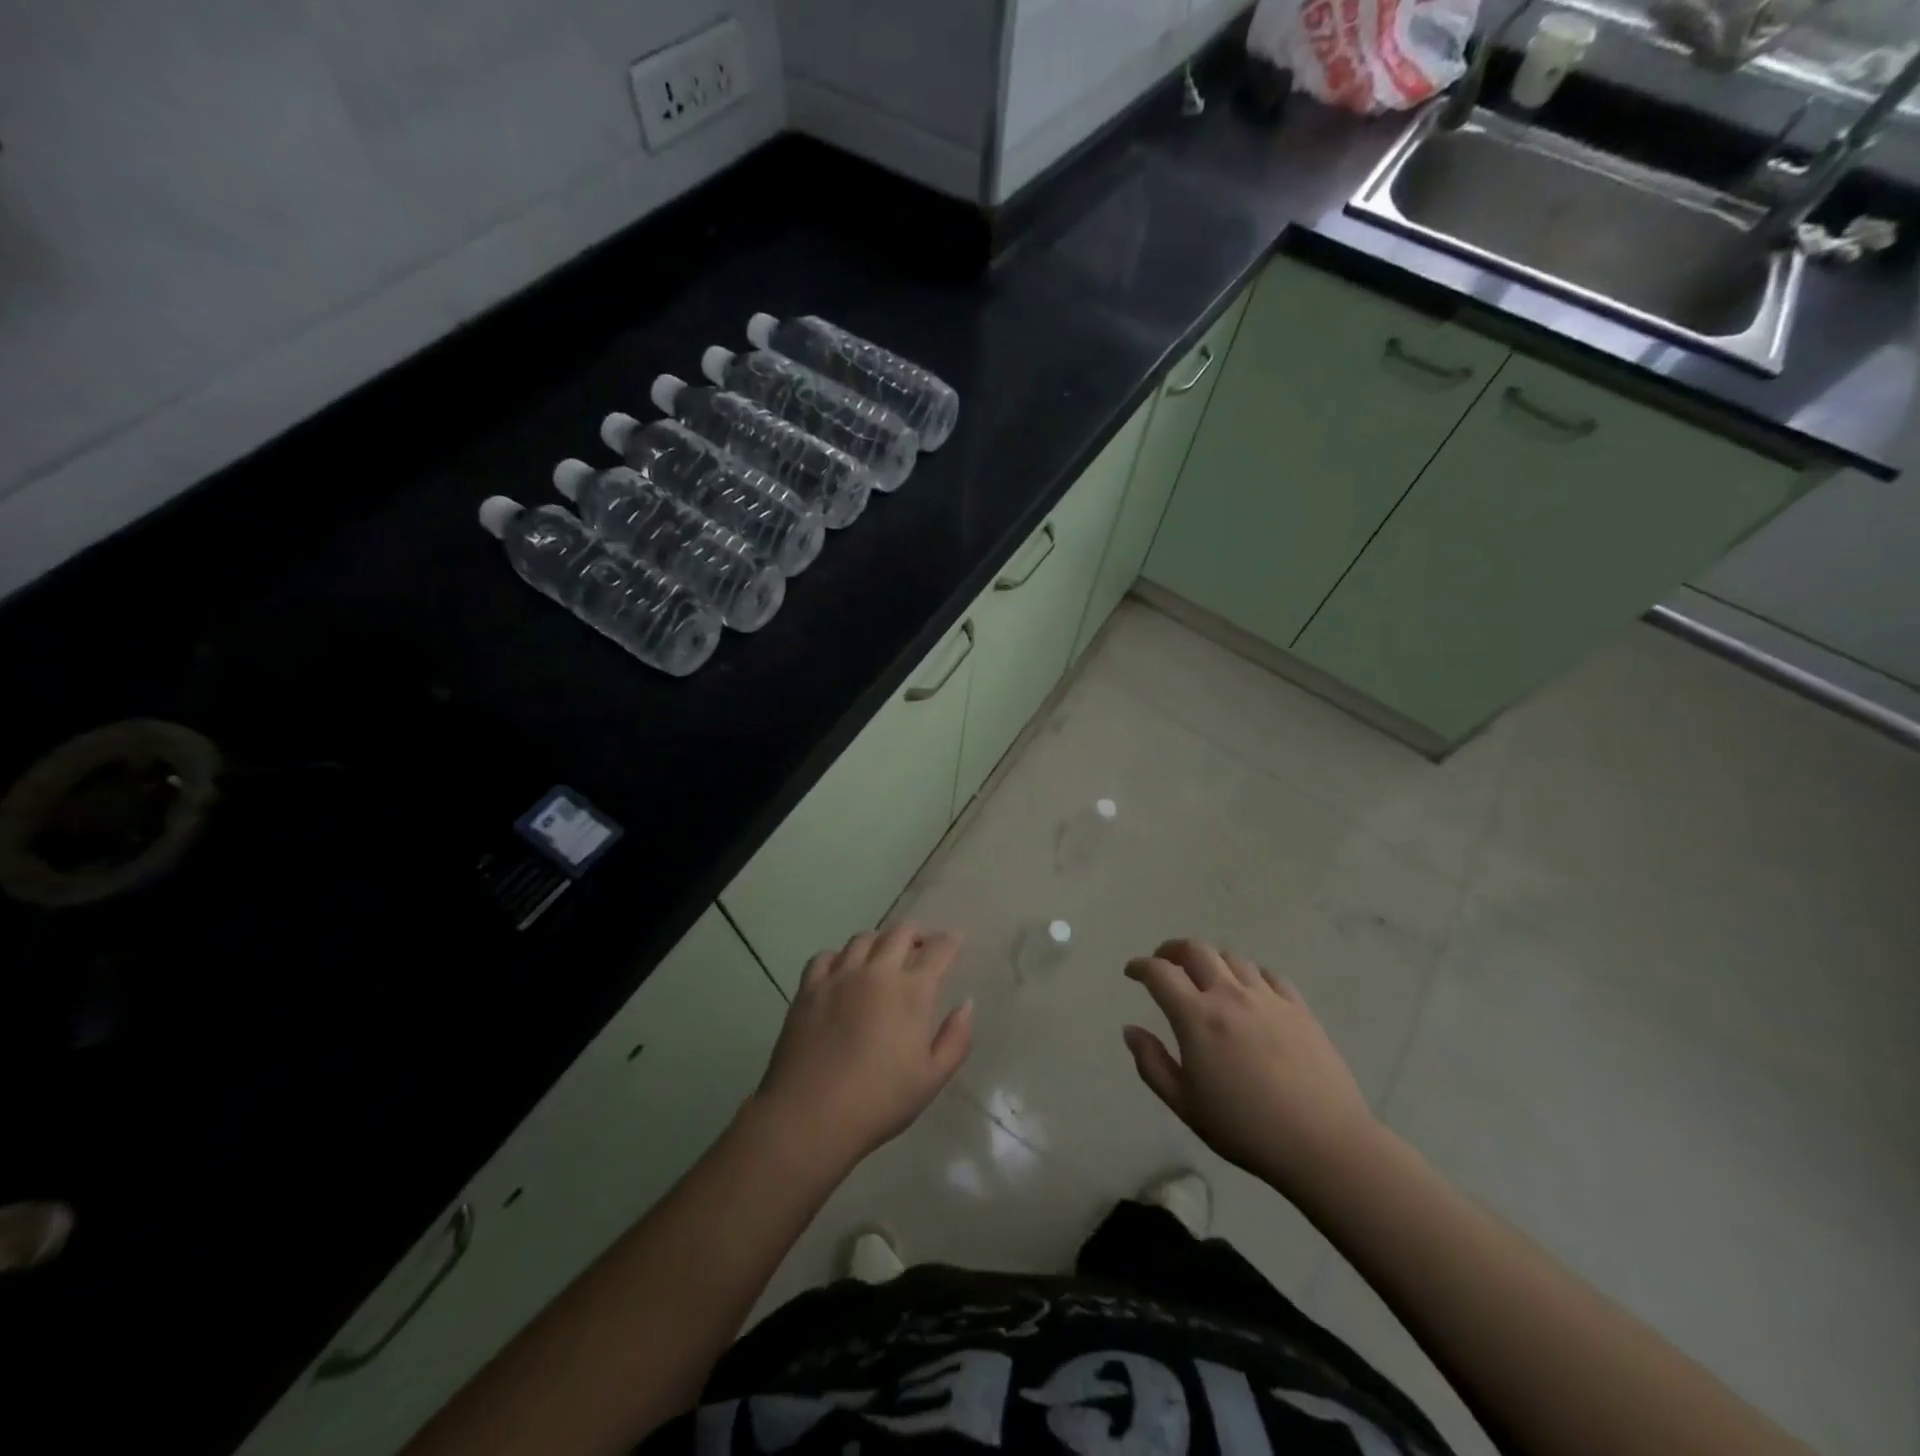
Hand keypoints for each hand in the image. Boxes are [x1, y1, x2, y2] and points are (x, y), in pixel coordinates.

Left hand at [752, 922, 973, 1174]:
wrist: (810, 1116)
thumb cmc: (879, 1101)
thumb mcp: (932, 1078)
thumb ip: (955, 1038)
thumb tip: (966, 1004)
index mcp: (911, 991)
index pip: (938, 950)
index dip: (950, 941)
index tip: (955, 940)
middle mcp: (877, 972)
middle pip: (900, 932)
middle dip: (917, 932)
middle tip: (923, 944)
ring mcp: (839, 976)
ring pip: (863, 938)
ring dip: (880, 941)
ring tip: (884, 954)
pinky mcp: (809, 988)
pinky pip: (826, 956)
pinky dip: (840, 956)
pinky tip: (843, 970)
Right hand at [1123, 939, 1378, 1199]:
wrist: (1323, 1144)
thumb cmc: (1245, 1129)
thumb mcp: (1185, 1105)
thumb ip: (1152, 1063)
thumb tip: (1131, 1030)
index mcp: (1197, 1017)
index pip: (1160, 973)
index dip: (1141, 966)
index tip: (1132, 972)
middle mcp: (1229, 995)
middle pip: (1196, 950)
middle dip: (1173, 950)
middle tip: (1164, 962)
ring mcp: (1268, 998)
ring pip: (1232, 958)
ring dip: (1211, 961)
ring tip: (1206, 977)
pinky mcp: (1299, 1008)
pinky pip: (1268, 975)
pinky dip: (1249, 974)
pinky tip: (1249, 990)